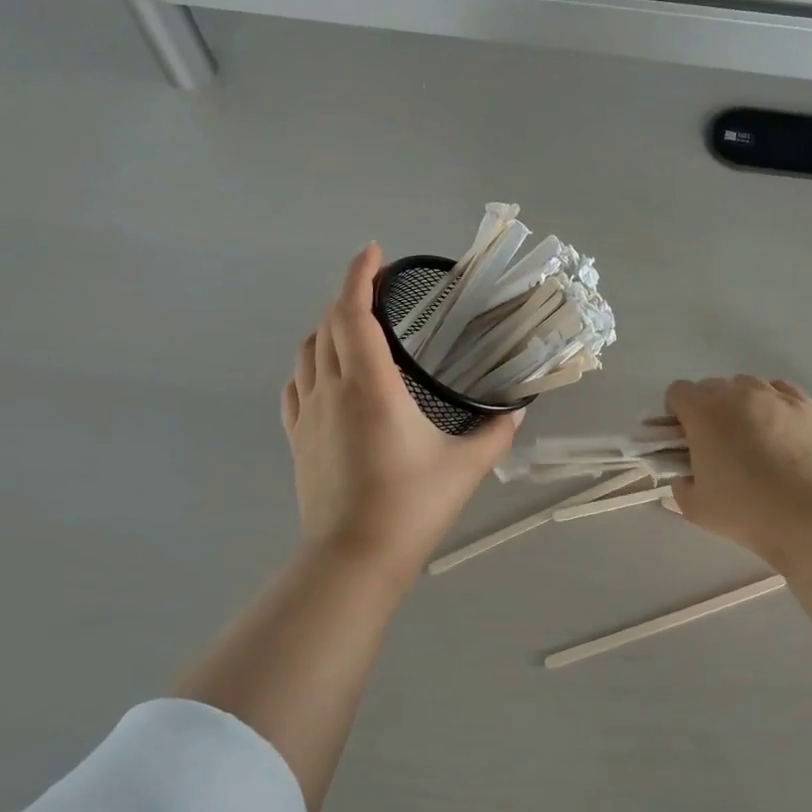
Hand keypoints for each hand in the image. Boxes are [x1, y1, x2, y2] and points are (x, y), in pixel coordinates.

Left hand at [282, 244, 521, 574]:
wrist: (352, 559)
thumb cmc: (412, 507)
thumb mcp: (465, 468)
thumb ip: (494, 433)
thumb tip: (516, 411)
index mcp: (371, 386)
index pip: (354, 313)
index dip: (360, 275)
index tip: (373, 252)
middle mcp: (332, 390)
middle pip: (328, 324)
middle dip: (348, 297)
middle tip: (376, 292)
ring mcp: (307, 415)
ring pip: (307, 352)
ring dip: (327, 328)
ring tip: (354, 329)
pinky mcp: (297, 439)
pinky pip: (295, 385)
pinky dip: (310, 365)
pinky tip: (325, 375)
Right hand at [666, 376, 811, 564]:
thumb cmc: (746, 510)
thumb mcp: (696, 508)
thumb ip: (680, 486)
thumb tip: (685, 476)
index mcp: (704, 414)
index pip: (678, 392)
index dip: (676, 413)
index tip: (685, 439)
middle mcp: (738, 394)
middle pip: (712, 387)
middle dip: (707, 409)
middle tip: (716, 444)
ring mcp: (776, 397)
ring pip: (747, 386)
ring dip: (740, 404)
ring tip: (752, 437)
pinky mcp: (807, 406)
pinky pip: (781, 391)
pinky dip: (773, 403)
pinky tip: (779, 430)